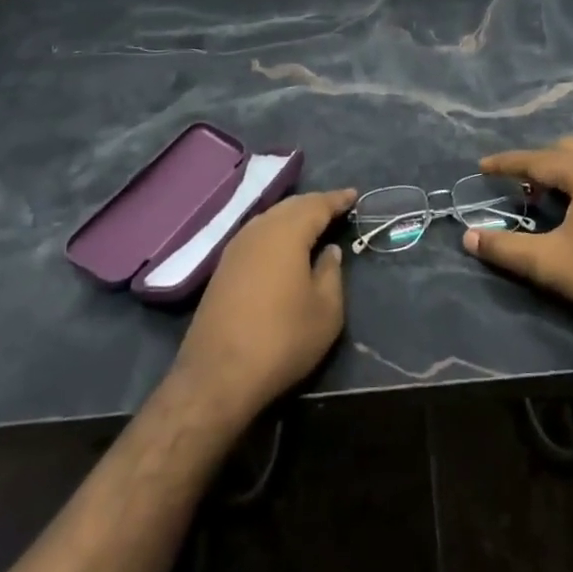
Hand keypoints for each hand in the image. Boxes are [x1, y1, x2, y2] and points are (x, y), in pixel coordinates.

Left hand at [170, 188, 356, 425]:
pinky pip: (256, 235)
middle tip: (336, 206)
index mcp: (287, 233)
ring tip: (313, 222)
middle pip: (291, 206)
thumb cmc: (282, 339)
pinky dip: (276, 231)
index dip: (337, 199)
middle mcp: (258, 231)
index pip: (317, 205)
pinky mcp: (222, 268)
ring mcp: (236, 248)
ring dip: (293, 216)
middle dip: (315, 204)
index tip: (354, 195)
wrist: (218, 376)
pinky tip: (283, 245)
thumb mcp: (326, 310)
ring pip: (270, 218)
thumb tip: (329, 250)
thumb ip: (331, 273)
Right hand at [465, 138, 572, 330]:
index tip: (482, 166)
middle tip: (522, 188)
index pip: (535, 159)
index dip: (506, 163)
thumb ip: (506, 248)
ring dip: (570, 165)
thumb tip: (468, 236)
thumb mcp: (551, 264)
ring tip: (557, 191)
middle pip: (566, 150)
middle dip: (540, 164)